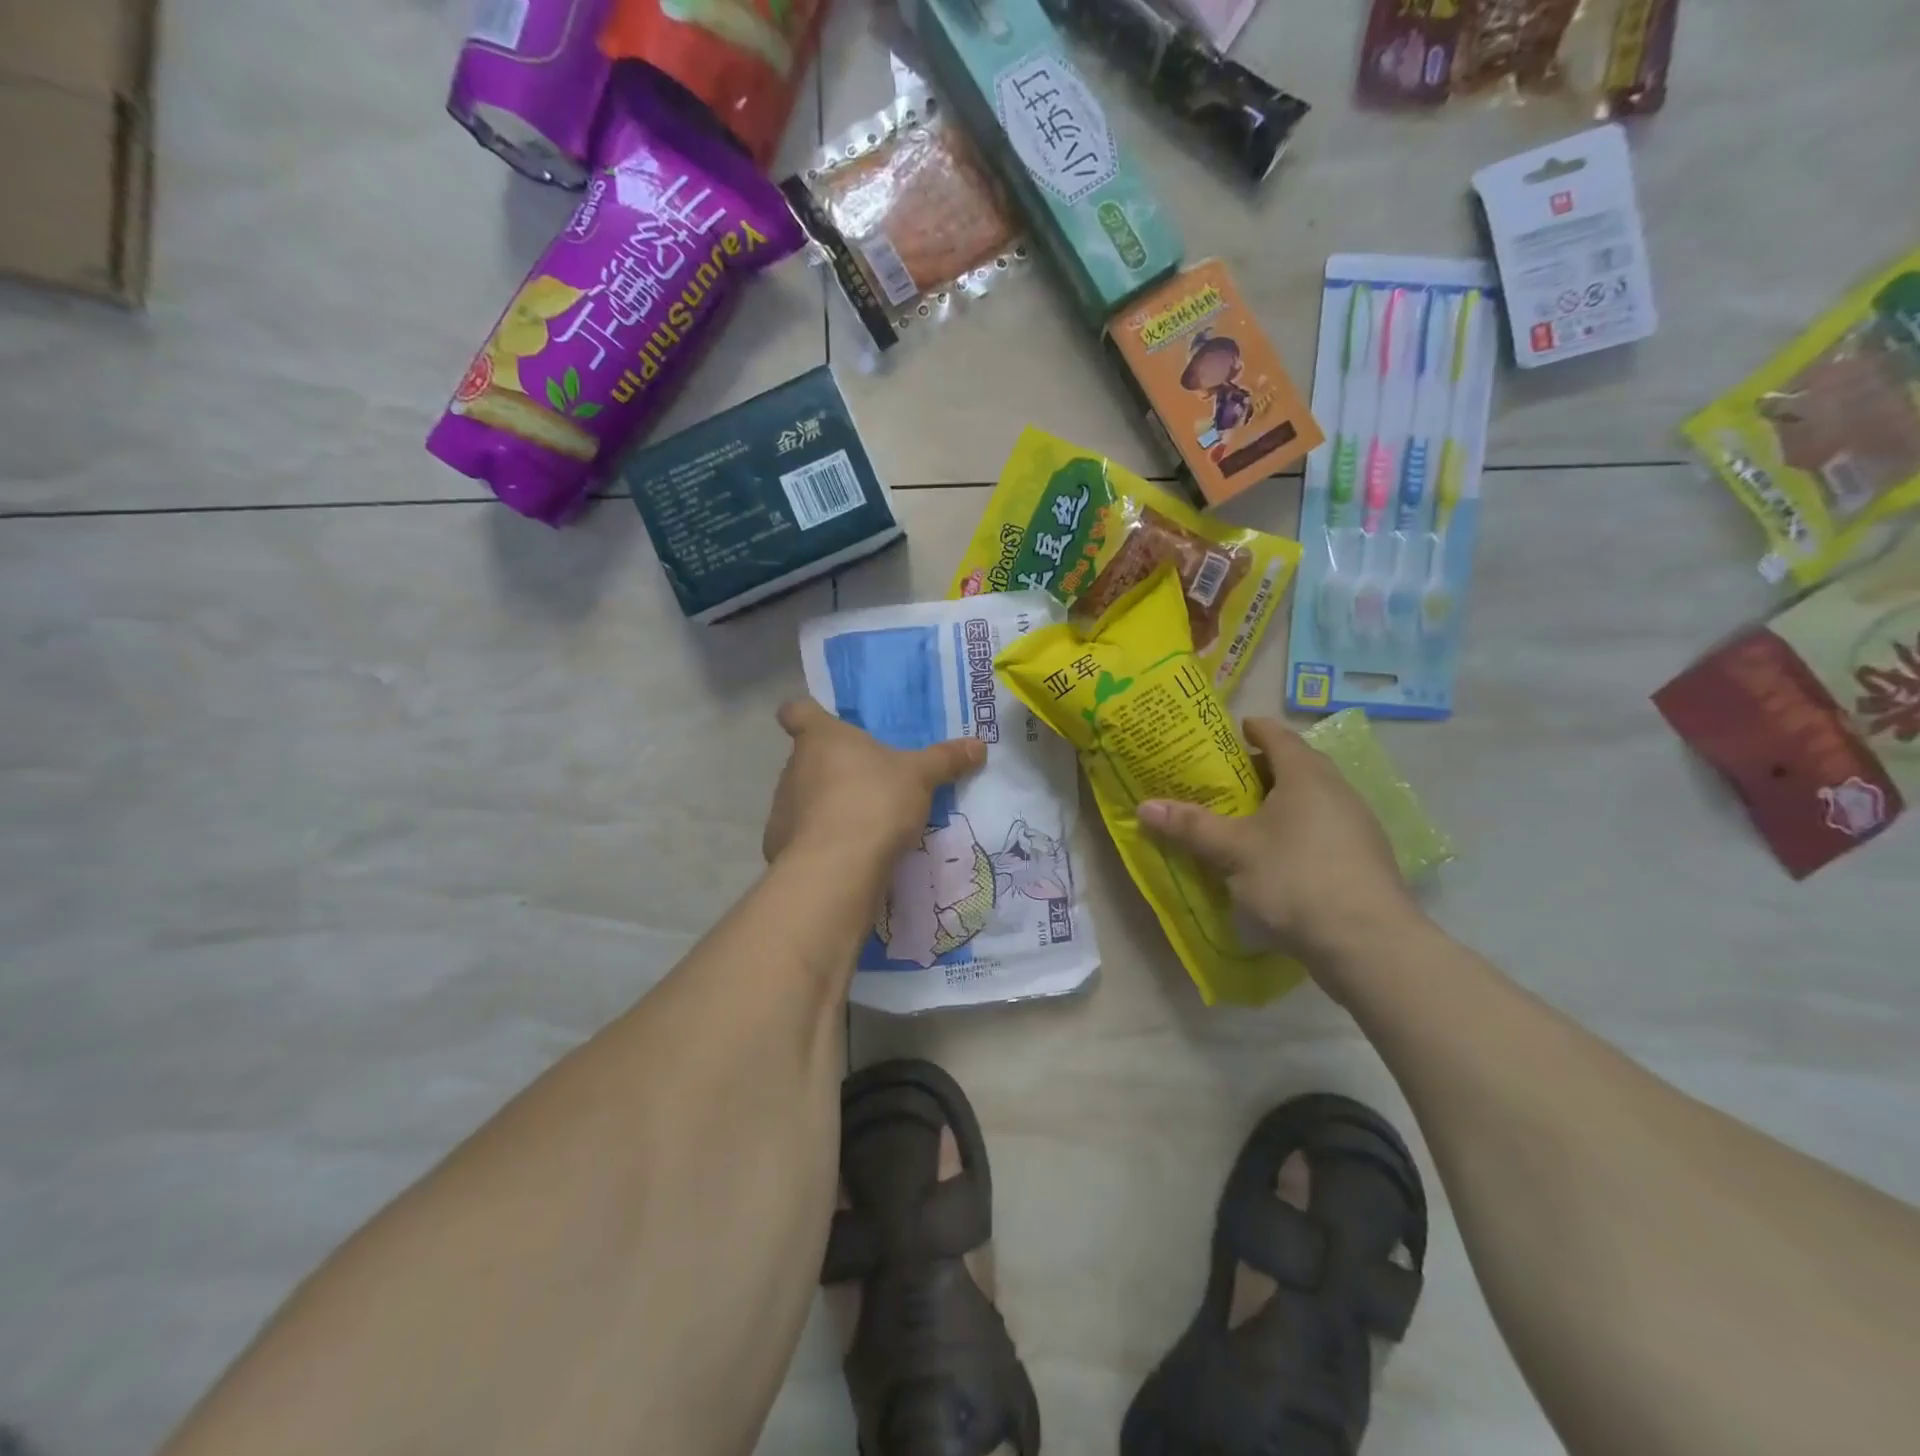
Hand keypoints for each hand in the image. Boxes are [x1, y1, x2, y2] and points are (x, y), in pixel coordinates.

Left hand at [762, 700, 985, 865]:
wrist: (835, 869)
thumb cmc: (874, 802)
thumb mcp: (920, 777)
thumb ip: (945, 759)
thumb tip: (979, 745)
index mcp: (821, 738)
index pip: (797, 711)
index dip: (807, 714)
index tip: (823, 722)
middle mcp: (794, 767)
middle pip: (808, 758)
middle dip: (833, 767)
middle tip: (869, 780)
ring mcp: (782, 808)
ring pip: (804, 797)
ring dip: (827, 804)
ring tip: (863, 822)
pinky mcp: (781, 846)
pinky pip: (804, 834)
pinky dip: (822, 840)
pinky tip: (849, 854)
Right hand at [1137, 717, 1421, 964]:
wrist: (1368, 943)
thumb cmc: (1295, 878)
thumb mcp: (1232, 851)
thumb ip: (1190, 826)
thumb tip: (1144, 806)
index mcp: (1307, 775)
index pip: (1279, 736)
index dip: (1254, 729)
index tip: (1233, 730)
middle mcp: (1337, 791)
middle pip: (1297, 766)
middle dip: (1262, 768)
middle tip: (1226, 777)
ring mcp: (1356, 827)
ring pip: (1311, 800)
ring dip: (1280, 801)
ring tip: (1244, 817)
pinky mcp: (1362, 861)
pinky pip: (1321, 829)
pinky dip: (1295, 830)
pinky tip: (1274, 855)